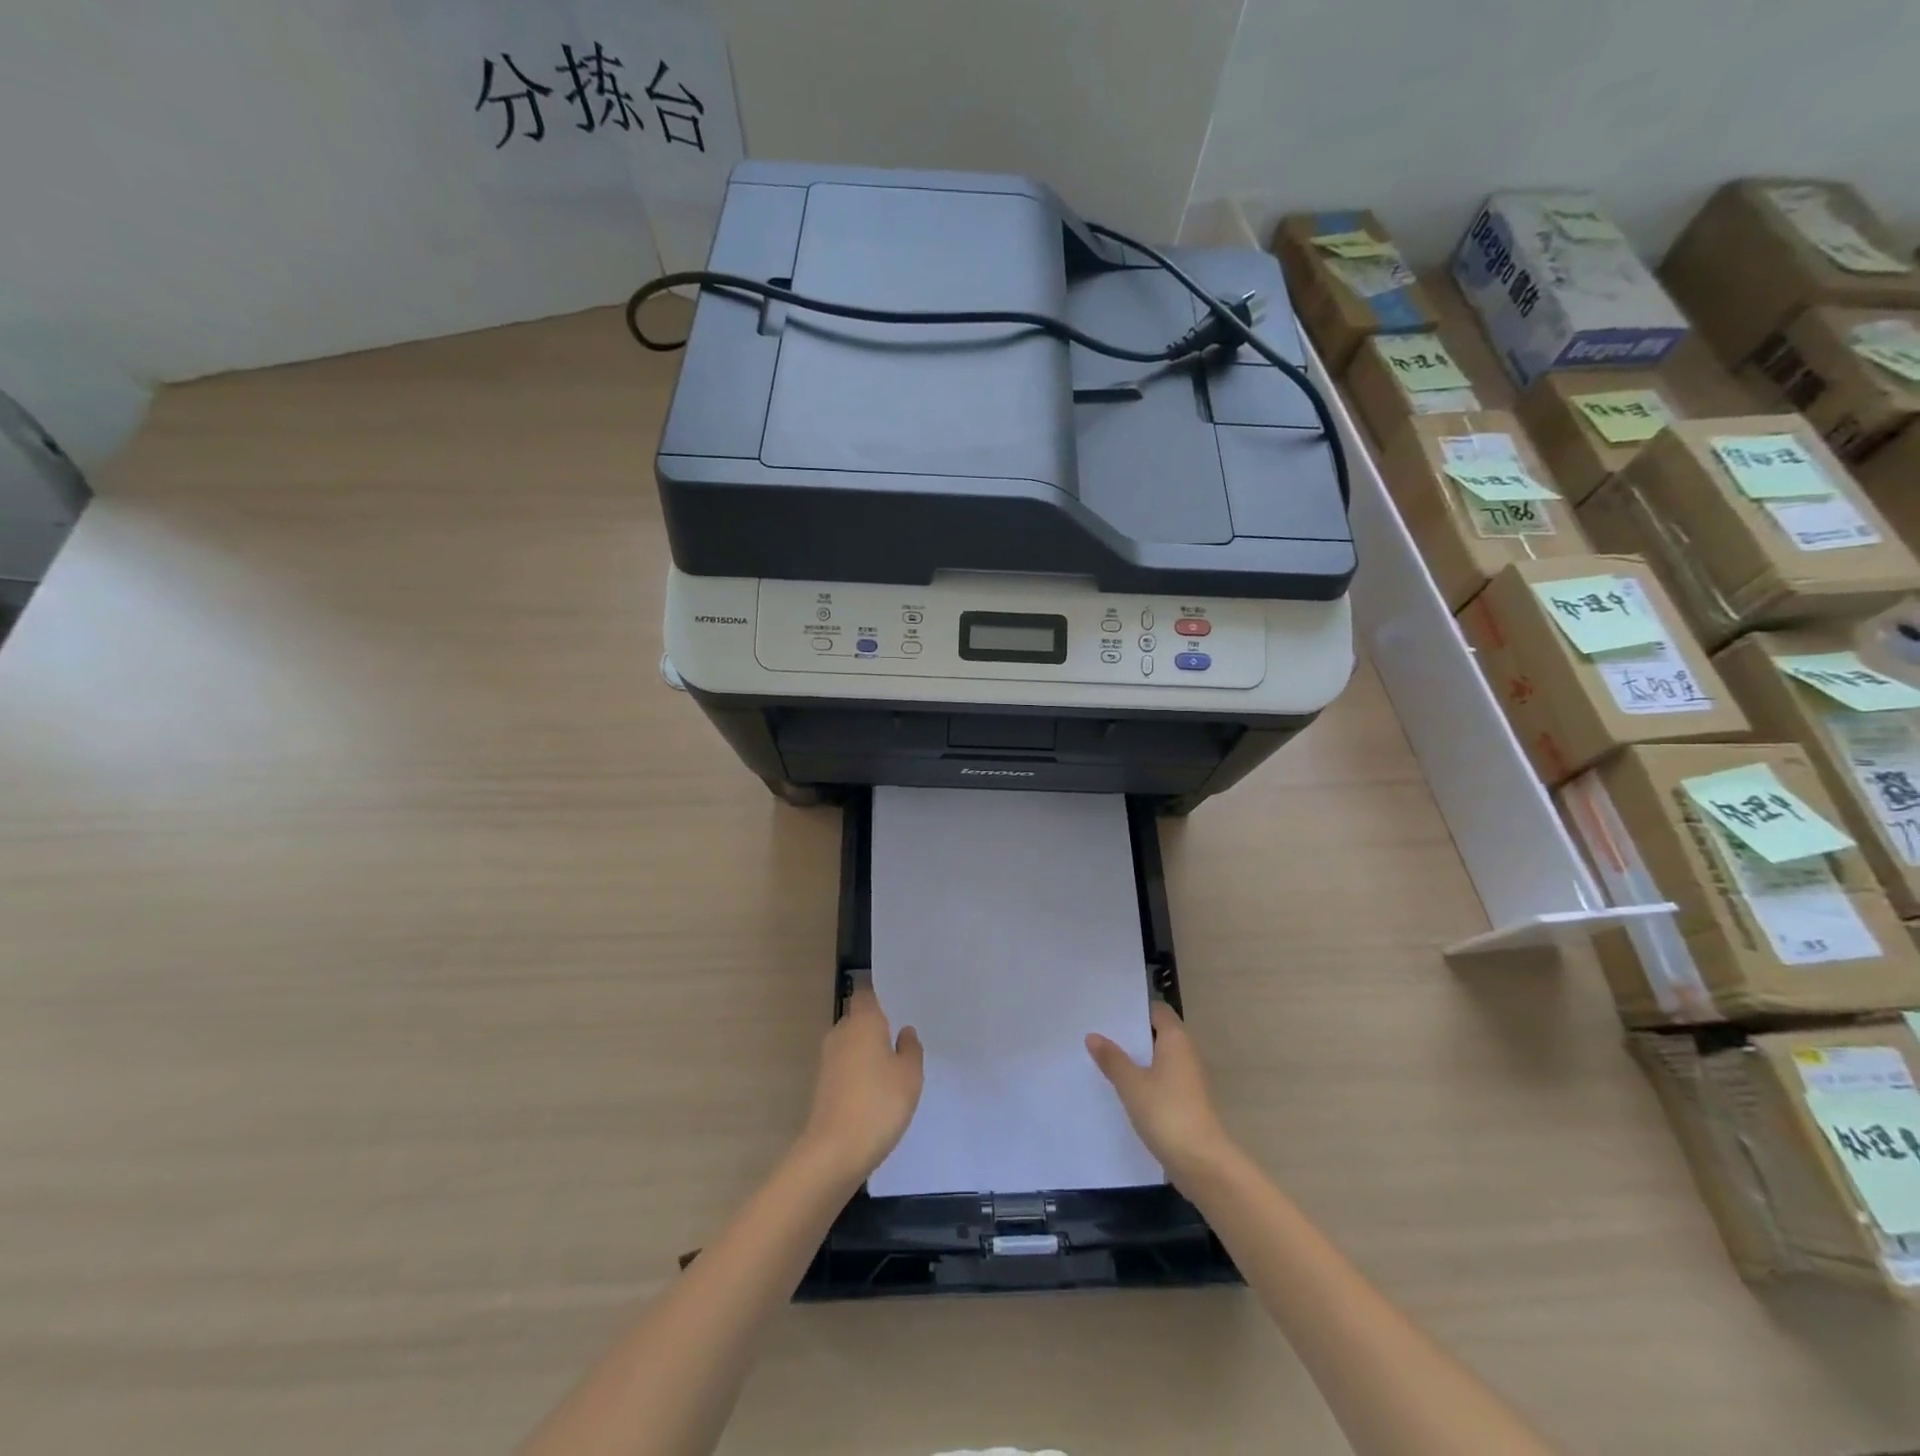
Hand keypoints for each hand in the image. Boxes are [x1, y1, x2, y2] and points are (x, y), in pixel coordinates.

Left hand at [798, 985, 923, 1185]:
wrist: (835, 1151)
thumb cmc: (879, 1104)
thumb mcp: (910, 1075)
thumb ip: (910, 1048)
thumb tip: (904, 1032)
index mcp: (863, 1021)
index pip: (867, 994)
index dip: (881, 996)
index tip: (899, 1003)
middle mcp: (841, 1032)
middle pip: (859, 1018)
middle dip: (878, 1026)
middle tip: (903, 1038)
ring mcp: (828, 1059)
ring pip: (852, 1043)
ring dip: (868, 1051)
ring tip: (894, 1066)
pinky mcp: (823, 1084)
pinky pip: (846, 1065)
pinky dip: (860, 1071)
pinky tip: (877, 1089)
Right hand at [1088, 1002, 1234, 1187]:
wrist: (1202, 1163)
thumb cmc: (1167, 1112)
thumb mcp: (1131, 1083)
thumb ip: (1112, 1058)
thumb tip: (1093, 1036)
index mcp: (1176, 1040)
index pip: (1157, 1011)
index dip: (1135, 1008)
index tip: (1108, 1010)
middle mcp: (1186, 1054)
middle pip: (1157, 1034)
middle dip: (1130, 1034)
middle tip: (1098, 1031)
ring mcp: (1188, 1080)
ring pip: (1158, 1059)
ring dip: (1136, 1058)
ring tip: (1103, 1057)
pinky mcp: (1187, 1102)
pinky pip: (1161, 1080)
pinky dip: (1144, 1079)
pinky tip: (1122, 1087)